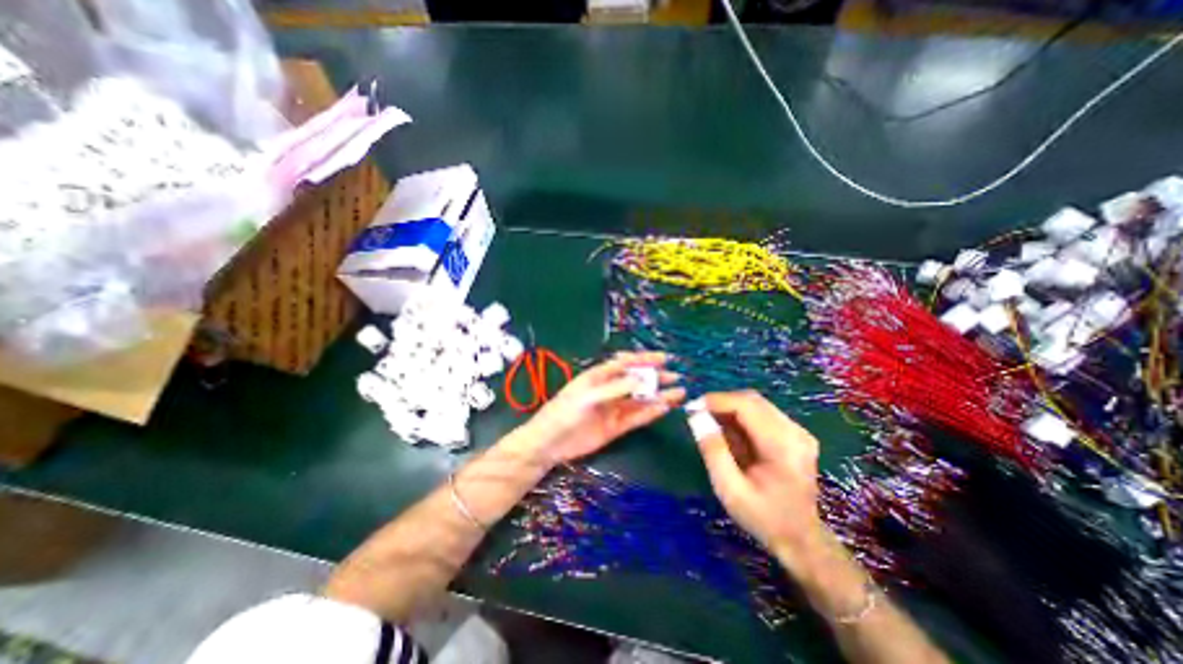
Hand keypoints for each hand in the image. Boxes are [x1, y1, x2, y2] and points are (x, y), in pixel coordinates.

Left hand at [525, 351, 684, 462]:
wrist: (551, 443)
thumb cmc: (565, 412)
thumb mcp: (588, 396)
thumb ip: (615, 388)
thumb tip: (642, 379)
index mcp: (600, 376)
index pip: (626, 363)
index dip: (645, 360)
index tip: (664, 359)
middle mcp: (610, 390)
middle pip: (637, 381)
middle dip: (656, 377)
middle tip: (676, 376)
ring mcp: (614, 408)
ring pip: (640, 400)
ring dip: (658, 396)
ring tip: (679, 393)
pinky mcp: (616, 426)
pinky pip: (637, 417)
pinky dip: (651, 413)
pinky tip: (664, 408)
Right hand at [696, 393, 823, 567]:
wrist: (802, 540)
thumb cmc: (764, 518)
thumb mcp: (730, 489)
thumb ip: (713, 450)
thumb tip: (696, 416)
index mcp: (783, 446)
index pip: (746, 405)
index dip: (716, 401)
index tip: (691, 408)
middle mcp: (795, 432)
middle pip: (752, 400)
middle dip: (721, 403)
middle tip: (697, 415)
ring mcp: (797, 432)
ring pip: (756, 404)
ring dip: (729, 409)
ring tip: (709, 424)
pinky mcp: (794, 435)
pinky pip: (762, 414)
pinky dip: (740, 417)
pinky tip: (728, 432)